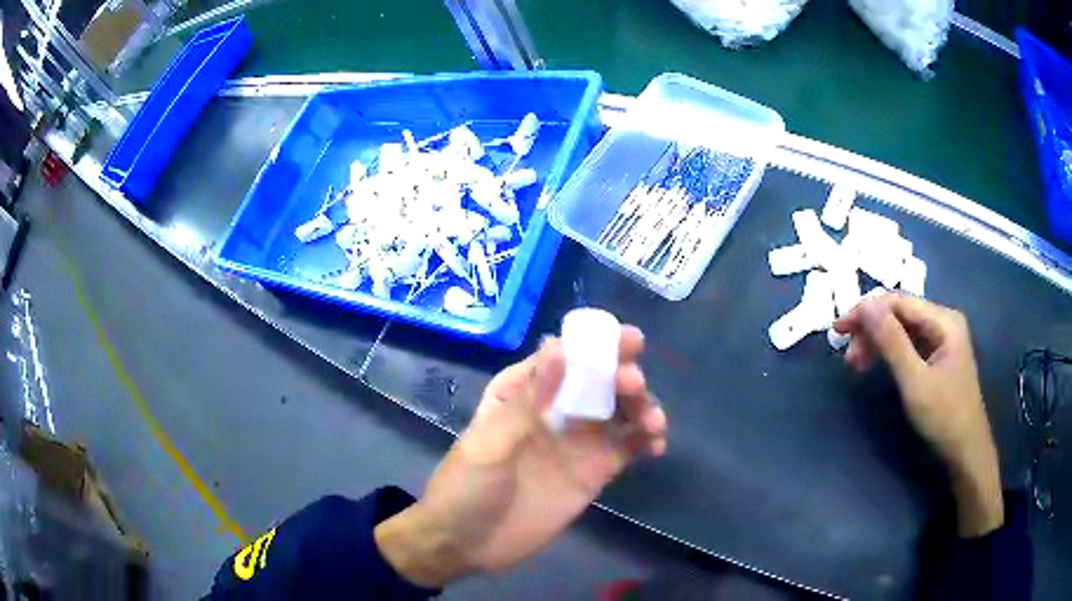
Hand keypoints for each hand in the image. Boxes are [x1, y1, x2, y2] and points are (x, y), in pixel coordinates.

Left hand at [375, 327, 667, 586]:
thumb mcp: (490, 442)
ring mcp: (577, 442)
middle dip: (624, 376)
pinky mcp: (593, 472)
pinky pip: (628, 447)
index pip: (565, 356)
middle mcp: (555, 409)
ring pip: (621, 412)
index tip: (630, 341)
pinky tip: (657, 445)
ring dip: (643, 407)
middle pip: (600, 381)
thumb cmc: (466, 487)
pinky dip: (648, 440)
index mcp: (523, 392)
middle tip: (635, 386)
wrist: (465, 545)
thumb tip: (559, 345)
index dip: (598, 346)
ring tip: (653, 423)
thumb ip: (529, 400)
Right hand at [834, 294, 1003, 537]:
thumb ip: (892, 342)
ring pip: (902, 328)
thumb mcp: (915, 381)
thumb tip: (865, 306)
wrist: (966, 450)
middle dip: (871, 330)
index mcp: (943, 320)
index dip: (866, 311)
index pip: (898, 301)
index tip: (838, 330)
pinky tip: (877, 364)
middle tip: (848, 357)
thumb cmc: (944, 417)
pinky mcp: (937, 356)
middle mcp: (943, 321)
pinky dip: (889, 352)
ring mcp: (942, 339)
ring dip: (877, 342)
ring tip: (856, 365)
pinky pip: (909, 344)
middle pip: (900, 313)